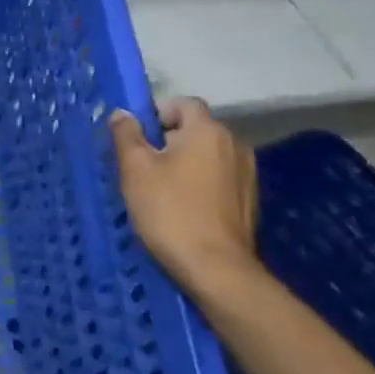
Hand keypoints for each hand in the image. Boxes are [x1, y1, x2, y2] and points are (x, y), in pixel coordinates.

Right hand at [110, 98, 258, 298]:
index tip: (137, 138)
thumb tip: (123, 113)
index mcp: (208, 131)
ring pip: (208, 155)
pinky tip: (184, 208)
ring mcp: (247, 174)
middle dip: (169, 140)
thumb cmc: (170, 211)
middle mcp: (234, 144)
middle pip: (196, 129)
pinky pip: (219, 178)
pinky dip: (201, 184)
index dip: (157, 113)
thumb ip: (127, 135)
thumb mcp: (136, 169)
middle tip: (142, 166)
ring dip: (186, 163)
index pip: (183, 103)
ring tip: (162, 189)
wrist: (217, 270)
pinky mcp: (251, 201)